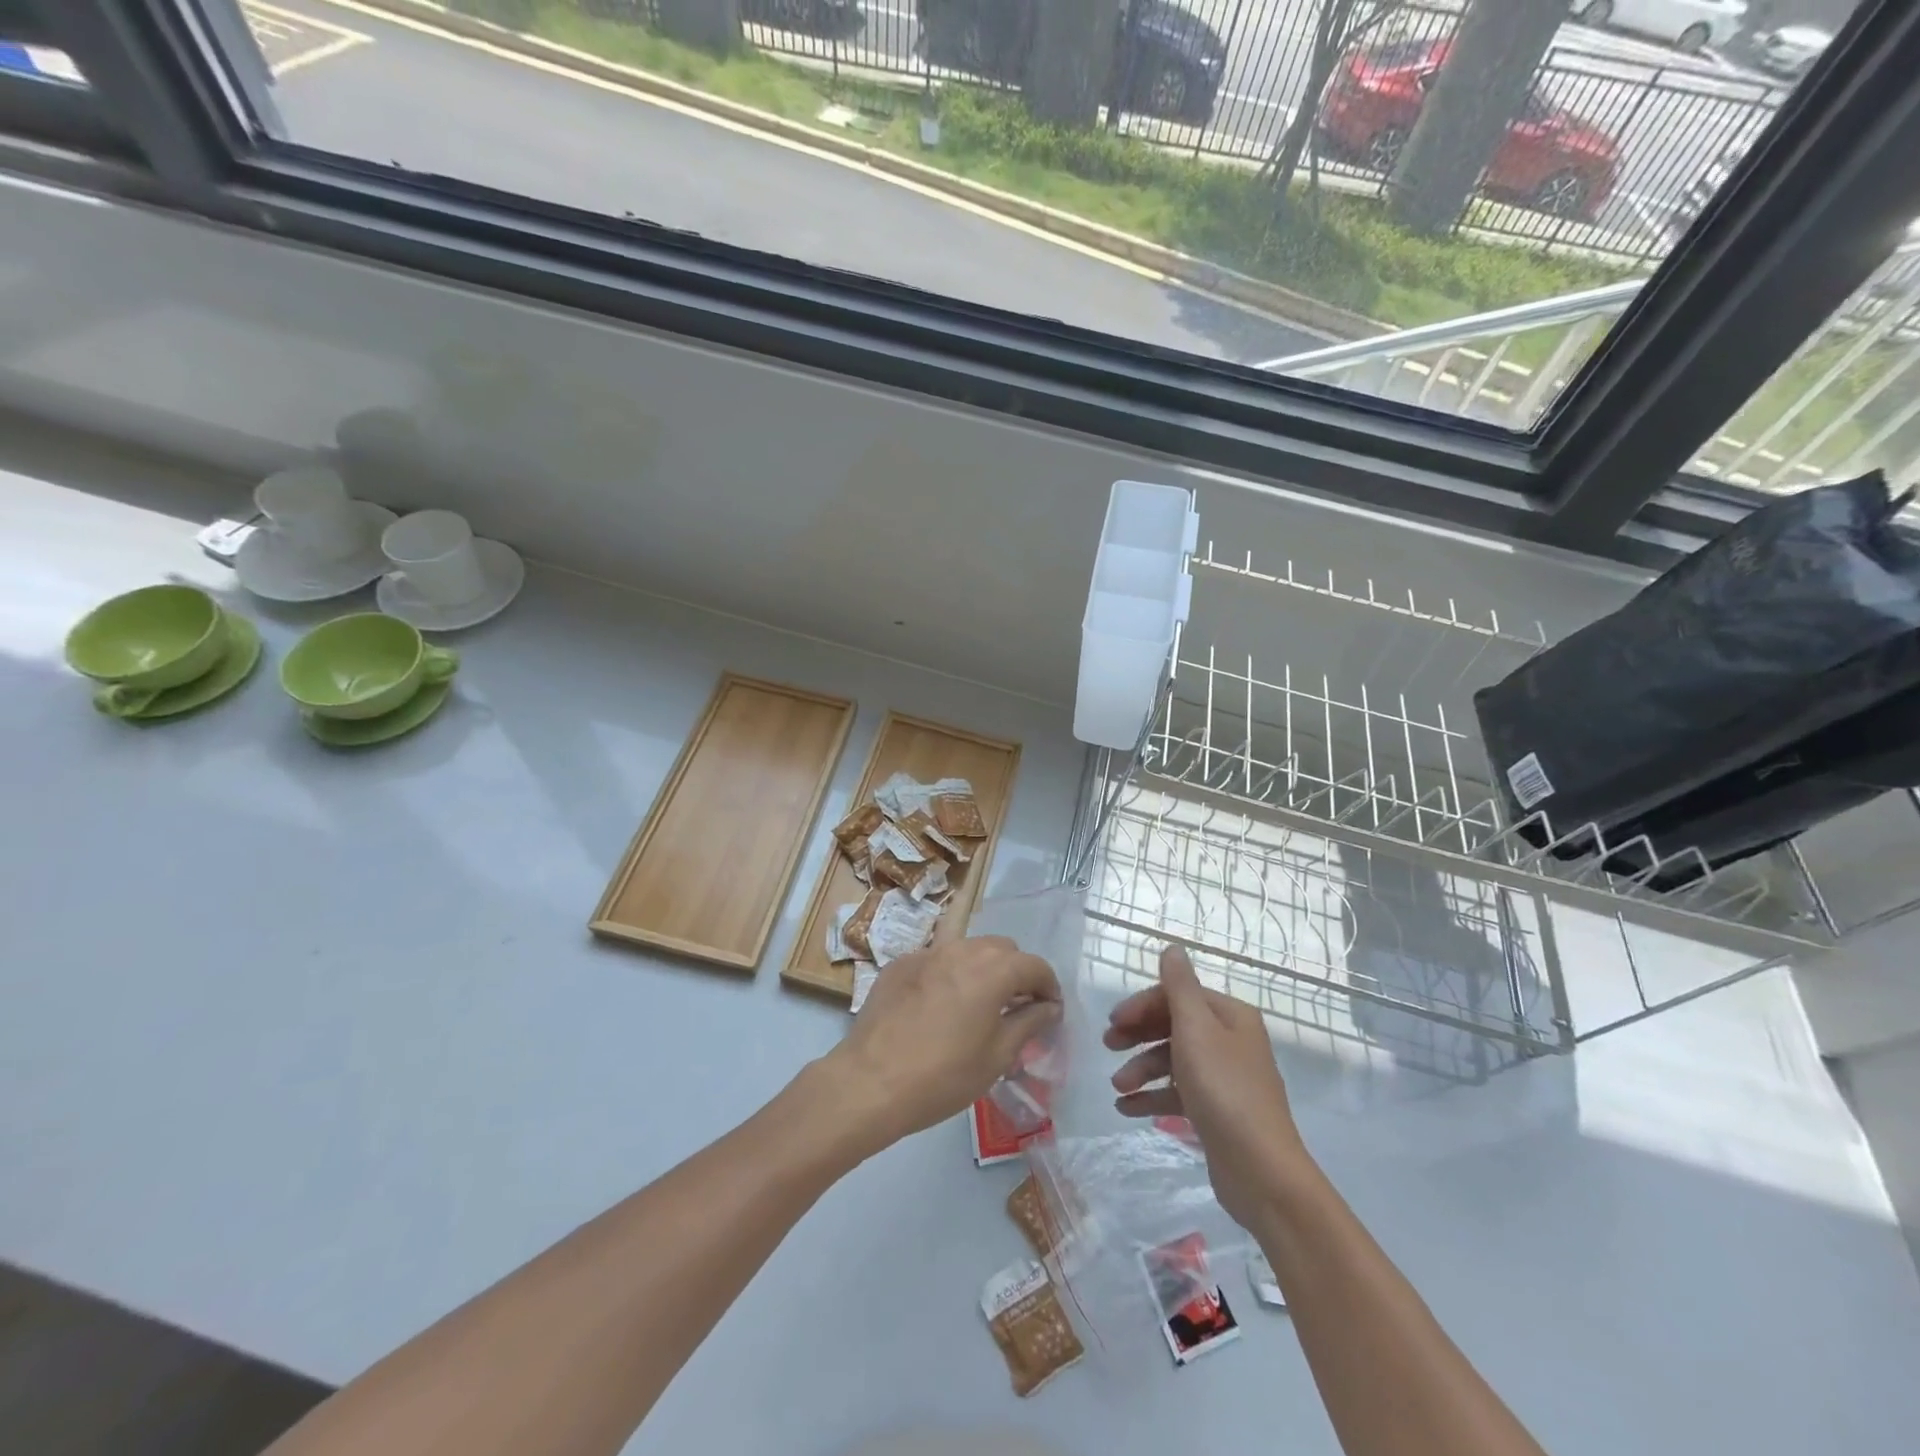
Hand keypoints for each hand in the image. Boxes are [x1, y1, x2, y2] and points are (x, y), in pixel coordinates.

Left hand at [822, 936, 1060, 1153]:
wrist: (870, 1080)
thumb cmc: (943, 1075)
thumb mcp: (997, 1057)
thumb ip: (1028, 1023)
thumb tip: (1048, 1007)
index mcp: (992, 970)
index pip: (1035, 965)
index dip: (1049, 987)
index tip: (1050, 1011)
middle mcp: (961, 949)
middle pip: (1002, 949)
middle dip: (1016, 972)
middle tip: (1016, 1007)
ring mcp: (926, 953)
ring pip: (967, 949)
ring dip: (982, 969)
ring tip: (978, 1005)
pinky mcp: (900, 964)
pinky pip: (936, 961)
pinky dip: (948, 975)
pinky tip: (939, 1008)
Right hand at [1105, 944, 1307, 1226]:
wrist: (1261, 1171)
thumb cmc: (1224, 1089)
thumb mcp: (1196, 1029)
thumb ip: (1179, 986)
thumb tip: (1172, 947)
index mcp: (1230, 1016)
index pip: (1178, 995)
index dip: (1142, 1005)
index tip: (1113, 1022)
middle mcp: (1230, 1041)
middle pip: (1174, 1025)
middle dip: (1138, 1035)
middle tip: (1108, 1045)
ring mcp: (1225, 1078)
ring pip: (1174, 1061)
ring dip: (1141, 1069)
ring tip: (1117, 1087)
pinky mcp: (1218, 1112)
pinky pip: (1178, 1094)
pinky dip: (1153, 1097)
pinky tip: (1127, 1108)